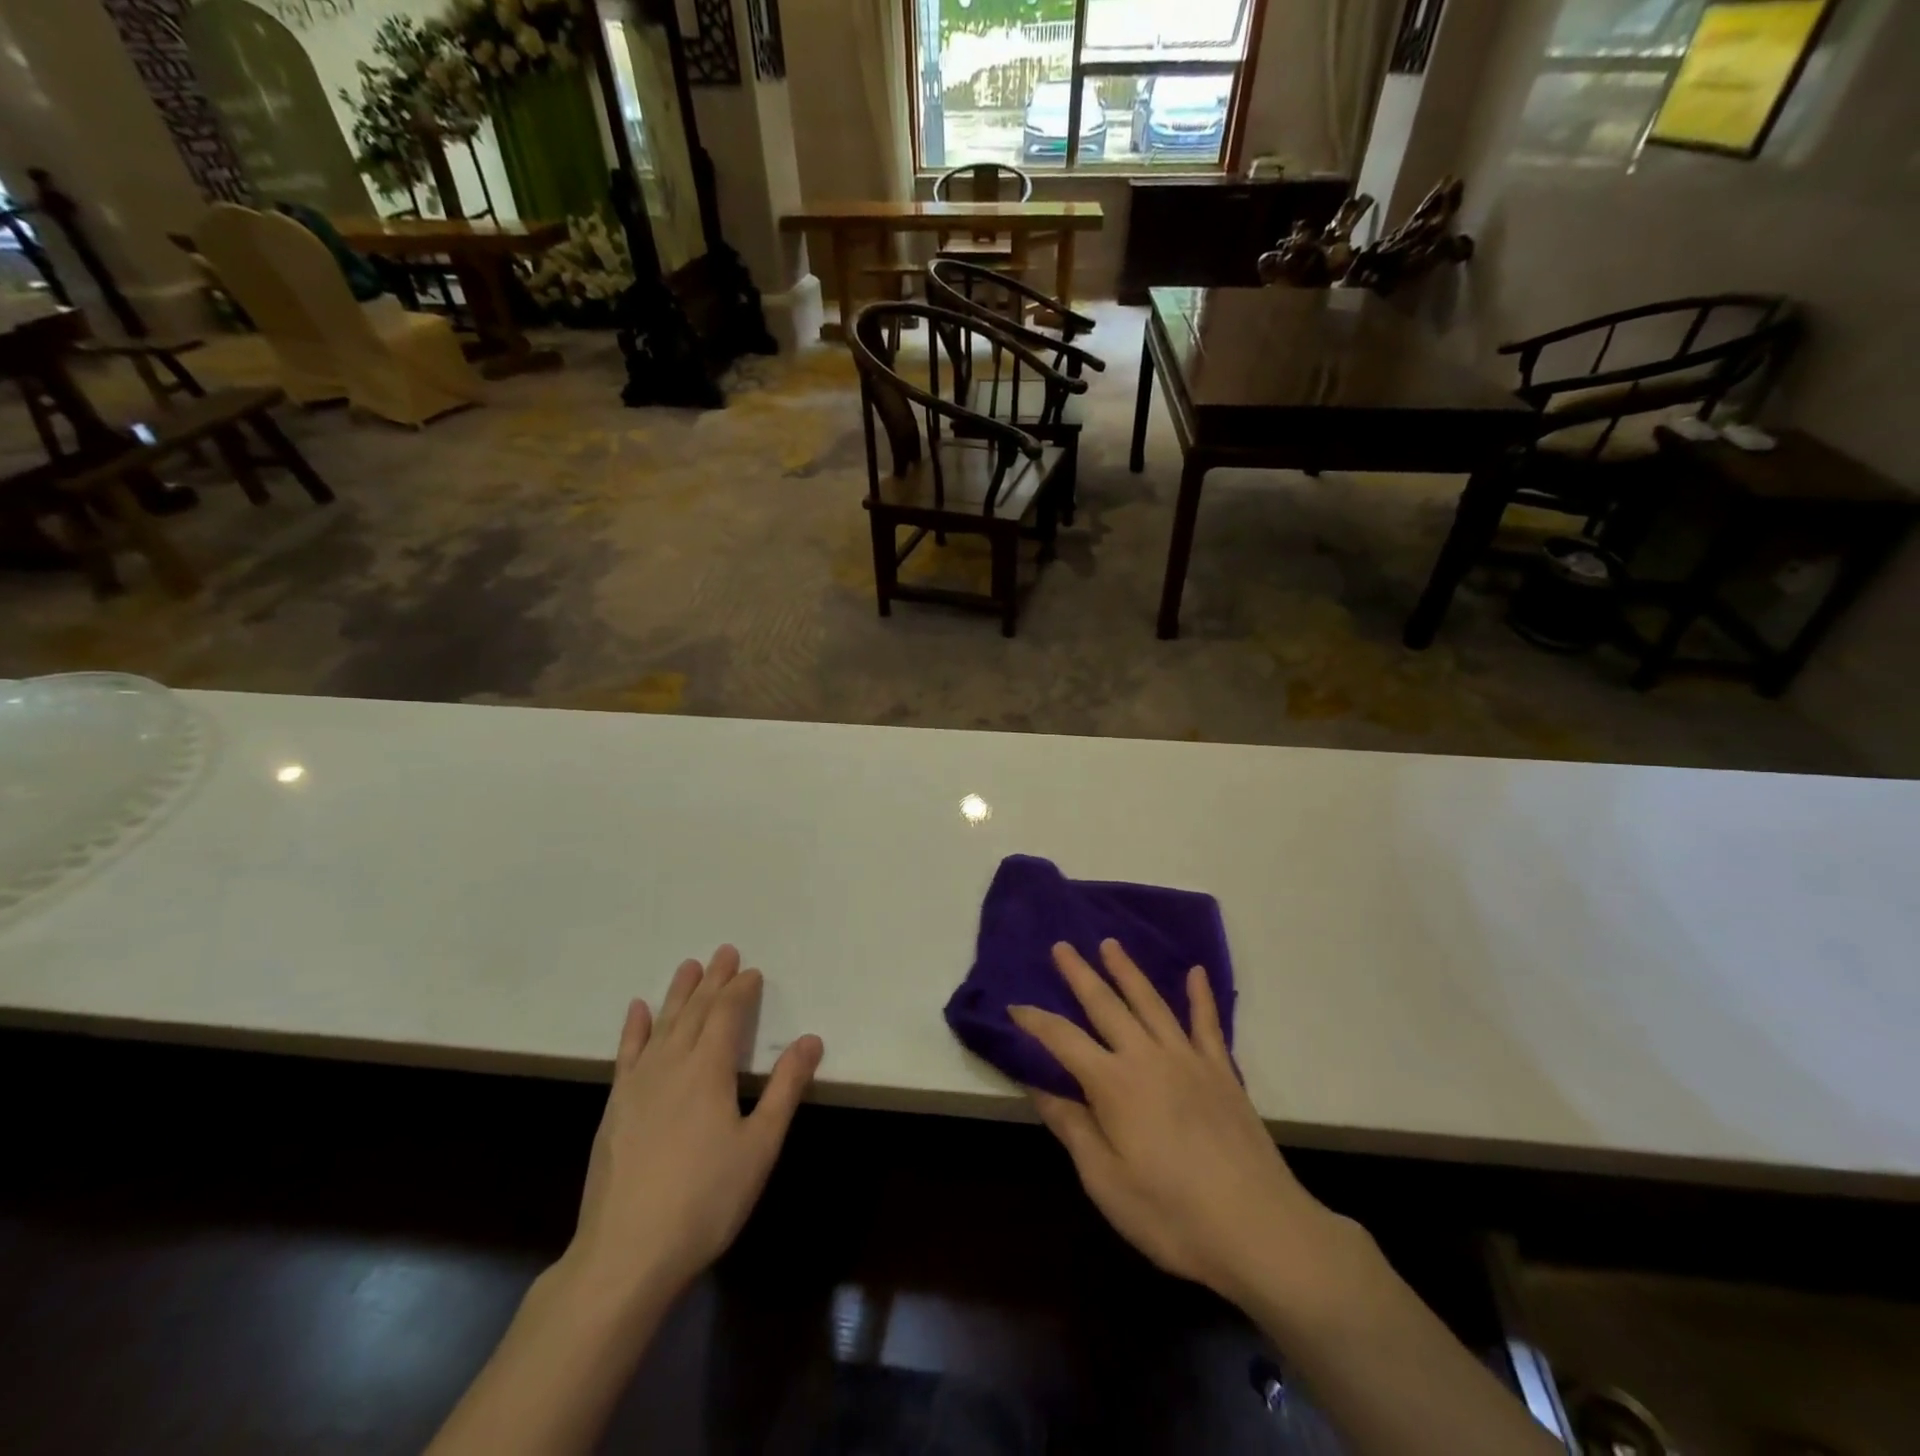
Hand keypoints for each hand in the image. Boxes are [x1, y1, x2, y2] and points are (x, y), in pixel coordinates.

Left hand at [567, 946, 823, 1309]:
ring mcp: (638, 1084)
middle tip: (724, 951)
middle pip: (696, 1010)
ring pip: (663, 1024)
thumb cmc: (706, 1199)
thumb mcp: (760, 1145)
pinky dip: (634, 1027)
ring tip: (689, 966)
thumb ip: (785, 1088)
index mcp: (710, 1069)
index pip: (728, 1014)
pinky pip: (627, 1053)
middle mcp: (672, 1064)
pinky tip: (638, 1010)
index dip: (741, 990)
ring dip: (678, 993)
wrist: (626, 1253)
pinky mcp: (615, 1106)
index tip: (752, 970)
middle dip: (713, 980)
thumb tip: (812, 1039)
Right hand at [1011, 940, 1340, 1307]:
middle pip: (1106, 1005)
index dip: (1035, 1021)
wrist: (1259, 1229)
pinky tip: (1195, 972)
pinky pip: (1207, 1023)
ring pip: (1151, 1002)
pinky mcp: (1222, 1072)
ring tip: (1110, 944)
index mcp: (1113, 1084)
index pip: (1063, 1039)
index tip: (1014, 1006)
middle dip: (1080, 974)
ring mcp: (1189, 1059)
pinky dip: (1200, 995)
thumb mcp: (1105, 1181)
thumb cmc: (1171, 1215)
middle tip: (1061, 946)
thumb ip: (1072, 1126)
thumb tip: (1037, 1085)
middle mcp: (1147, 1057)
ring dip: (1127, 971)